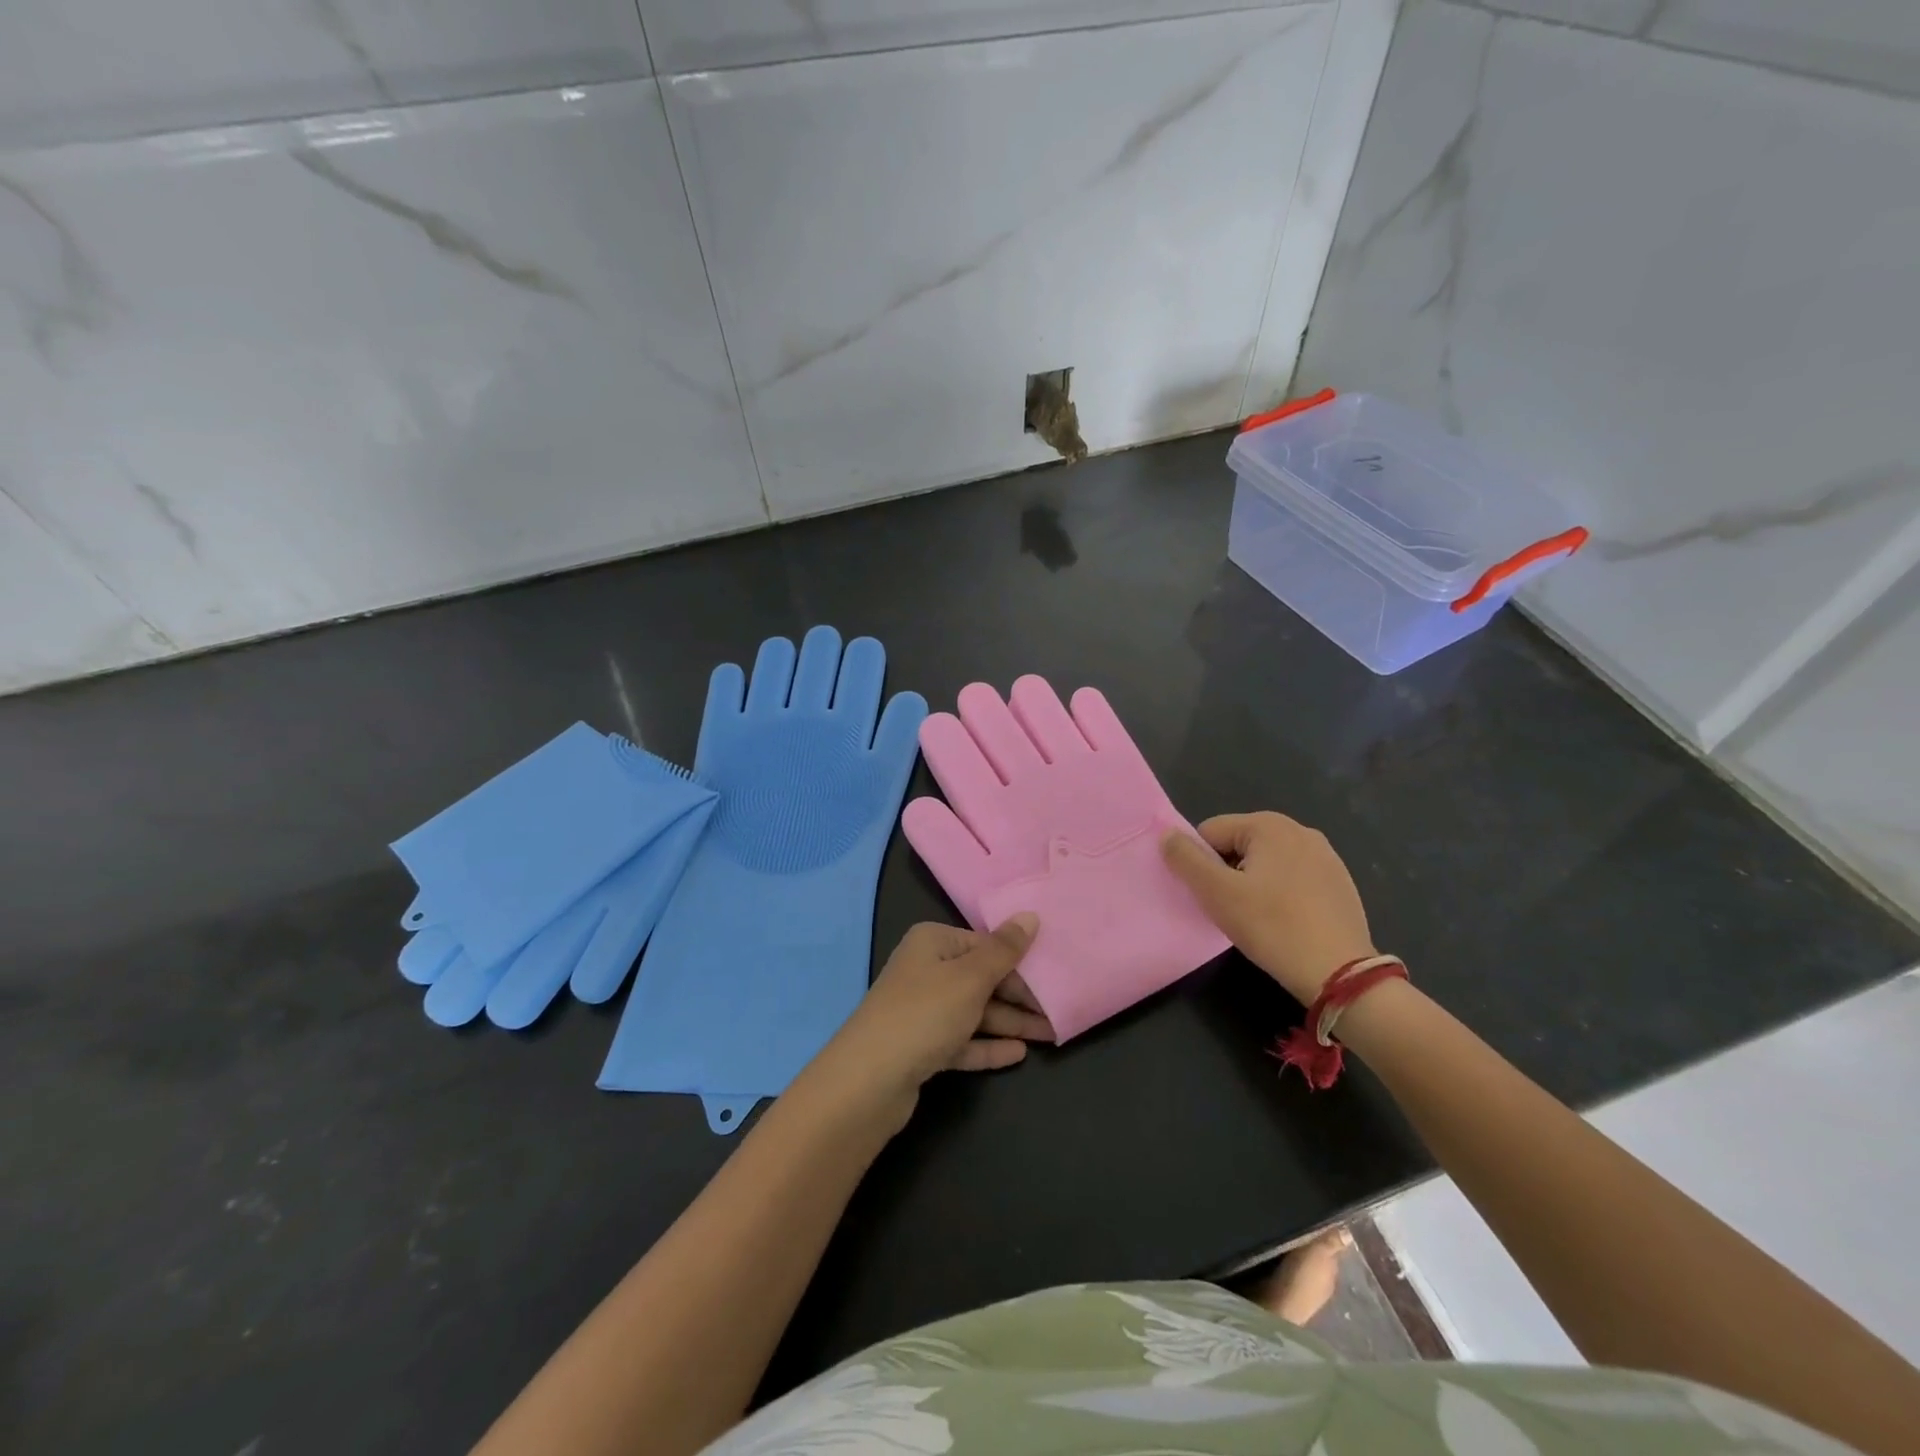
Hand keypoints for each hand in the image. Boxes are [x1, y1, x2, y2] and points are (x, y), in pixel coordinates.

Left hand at [811, 915, 1053, 1126]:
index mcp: (932, 942)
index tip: (1053, 977)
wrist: (869, 1081)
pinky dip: (988, 1046)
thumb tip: (1030, 916)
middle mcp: (925, 970)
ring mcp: (922, 1010)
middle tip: (1058, 1012)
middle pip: (981, 978)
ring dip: (1009, 1022)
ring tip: (1050, 1034)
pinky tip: (1019, 1054)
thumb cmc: (924, 1014)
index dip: (1018, 961)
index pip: (984, 944)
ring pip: (974, 1012)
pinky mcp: (921, 1047)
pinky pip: (962, 1041)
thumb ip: (1004, 950)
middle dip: (1018, 996)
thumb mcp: (971, 977)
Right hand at [1162, 812, 1374, 1003]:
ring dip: (1254, 884)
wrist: (1339, 973)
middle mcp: (1299, 829)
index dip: (1202, 864)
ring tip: (1260, 918)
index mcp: (1268, 824)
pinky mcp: (1340, 882)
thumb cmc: (1271, 927)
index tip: (1213, 896)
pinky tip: (1287, 922)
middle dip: (1229, 873)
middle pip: (1239, 845)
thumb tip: (1166, 835)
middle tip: (1234, 909)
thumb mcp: (1216, 893)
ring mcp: (1325, 855)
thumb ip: (1185, 859)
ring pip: (1266, 863)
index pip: (1210, 833)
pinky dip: (1282, 895)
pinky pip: (1293, 878)